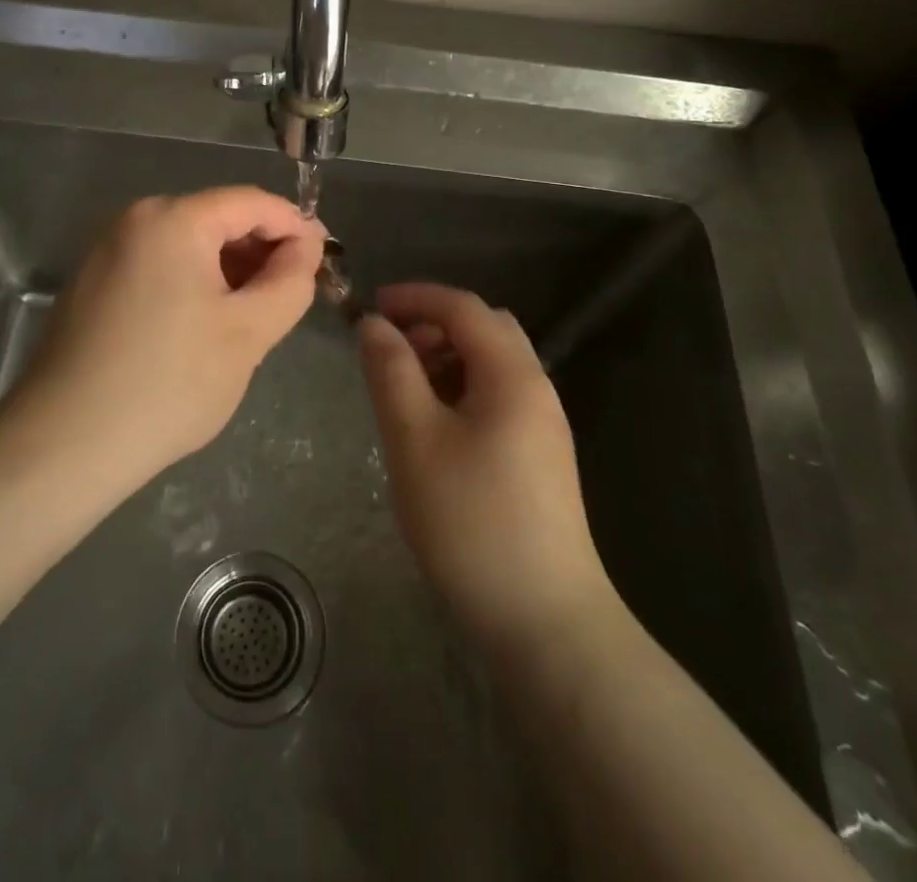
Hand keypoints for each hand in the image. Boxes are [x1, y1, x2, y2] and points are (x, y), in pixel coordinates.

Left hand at [10, 186, 325, 488]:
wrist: (63, 444)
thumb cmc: (168, 383)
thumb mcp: (248, 333)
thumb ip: (290, 281)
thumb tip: (306, 247)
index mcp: (173, 219)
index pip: (252, 202)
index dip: (296, 225)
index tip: (326, 259)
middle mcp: (134, 220)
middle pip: (218, 219)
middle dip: (262, 251)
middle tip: (293, 294)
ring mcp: (107, 251)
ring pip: (188, 245)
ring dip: (230, 270)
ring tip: (256, 315)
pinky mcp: (92, 284)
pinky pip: (159, 267)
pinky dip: (194, 284)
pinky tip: (206, 326)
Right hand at [359, 284, 609, 652]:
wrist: (545, 620)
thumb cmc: (471, 520)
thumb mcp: (414, 439)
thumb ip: (391, 372)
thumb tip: (374, 324)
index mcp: (513, 374)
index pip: (463, 307)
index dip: (415, 296)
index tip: (371, 305)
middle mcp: (536, 388)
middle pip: (485, 328)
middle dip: (433, 325)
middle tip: (390, 350)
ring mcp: (544, 425)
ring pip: (493, 364)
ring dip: (448, 358)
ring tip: (406, 390)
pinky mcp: (541, 457)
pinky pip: (499, 397)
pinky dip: (463, 389)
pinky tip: (436, 427)